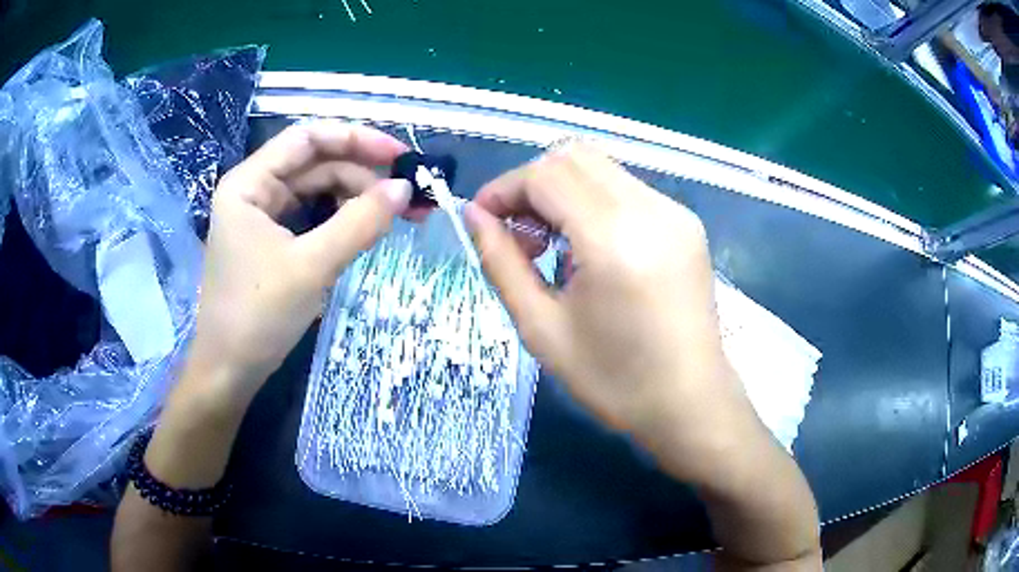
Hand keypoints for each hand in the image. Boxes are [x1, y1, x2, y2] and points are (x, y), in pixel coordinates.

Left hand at [187, 121, 410, 404]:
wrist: (229, 371)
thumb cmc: (258, 316)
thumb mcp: (311, 266)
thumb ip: (359, 222)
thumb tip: (405, 189)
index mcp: (249, 183)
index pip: (307, 137)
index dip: (356, 138)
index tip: (399, 156)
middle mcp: (253, 189)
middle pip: (315, 163)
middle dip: (361, 174)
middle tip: (406, 197)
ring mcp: (261, 215)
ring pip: (316, 189)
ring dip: (355, 196)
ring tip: (392, 216)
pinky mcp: (271, 240)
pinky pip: (311, 214)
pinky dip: (339, 217)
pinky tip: (364, 227)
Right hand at [465, 143, 761, 482]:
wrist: (690, 403)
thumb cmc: (614, 381)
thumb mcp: (542, 329)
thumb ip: (501, 263)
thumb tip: (474, 215)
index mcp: (614, 238)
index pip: (546, 175)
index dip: (504, 189)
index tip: (482, 220)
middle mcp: (651, 209)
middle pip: (574, 156)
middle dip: (531, 184)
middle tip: (517, 235)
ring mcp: (675, 212)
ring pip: (601, 167)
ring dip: (562, 191)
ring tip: (550, 247)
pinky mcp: (686, 223)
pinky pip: (626, 189)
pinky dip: (593, 202)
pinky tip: (589, 250)